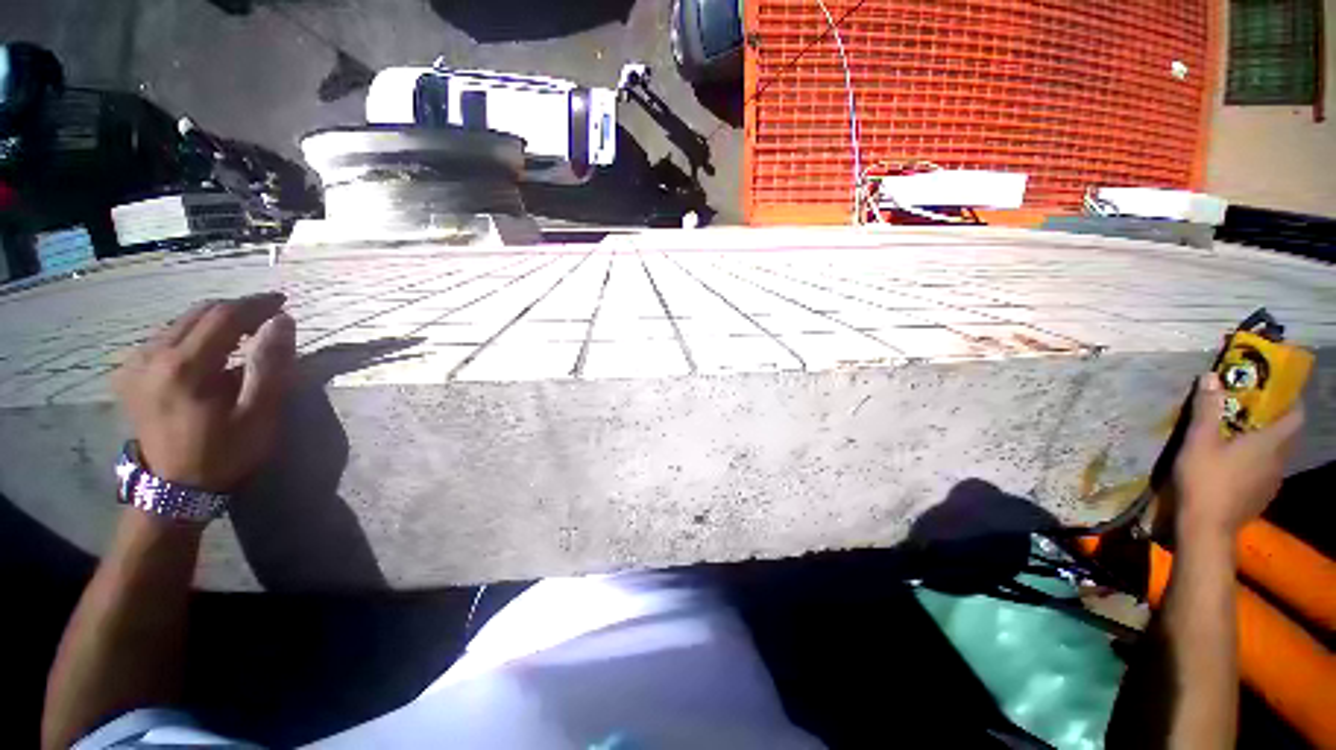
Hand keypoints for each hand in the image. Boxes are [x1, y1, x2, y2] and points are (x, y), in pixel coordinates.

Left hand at [113, 293, 295, 491]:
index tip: (283, 302)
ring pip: (180, 322)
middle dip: (236, 309)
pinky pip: (165, 338)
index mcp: (184, 367)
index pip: (223, 316)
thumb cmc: (225, 451)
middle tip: (268, 316)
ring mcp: (135, 363)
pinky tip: (210, 349)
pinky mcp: (129, 372)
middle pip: (199, 314)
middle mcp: (152, 356)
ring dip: (215, 321)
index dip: (255, 304)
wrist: (175, 488)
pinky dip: (194, 334)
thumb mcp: (258, 413)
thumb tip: (283, 321)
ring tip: (245, 331)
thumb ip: (271, 365)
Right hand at [1174, 373, 1302, 539]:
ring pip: (1278, 456)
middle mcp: (1279, 460)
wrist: (1207, 527)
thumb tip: (1211, 376)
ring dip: (1267, 444)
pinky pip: (1267, 472)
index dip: (1292, 402)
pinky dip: (1258, 463)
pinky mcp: (1261, 496)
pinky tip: (1237, 467)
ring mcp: (1272, 482)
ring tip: (1243, 440)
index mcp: (1270, 443)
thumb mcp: (1199, 441)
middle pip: (1288, 436)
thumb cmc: (1205, 479)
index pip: (1295, 417)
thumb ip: (1206, 409)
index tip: (1278, 392)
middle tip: (1254, 413)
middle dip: (1277, 422)